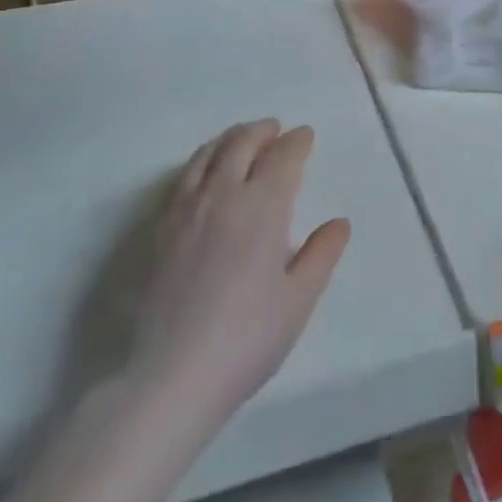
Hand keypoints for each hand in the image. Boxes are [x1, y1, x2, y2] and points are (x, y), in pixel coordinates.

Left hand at [131, 120, 350, 434]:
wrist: (173, 373)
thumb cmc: (248, 337)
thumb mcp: (298, 299)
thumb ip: (321, 255)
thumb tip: (338, 223)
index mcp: (262, 207)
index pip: (282, 158)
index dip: (296, 142)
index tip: (305, 135)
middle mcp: (223, 195)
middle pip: (242, 144)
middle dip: (262, 131)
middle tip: (275, 128)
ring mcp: (187, 209)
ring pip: (208, 154)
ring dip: (230, 139)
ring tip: (241, 138)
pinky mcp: (162, 228)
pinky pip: (184, 177)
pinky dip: (202, 160)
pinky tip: (205, 172)